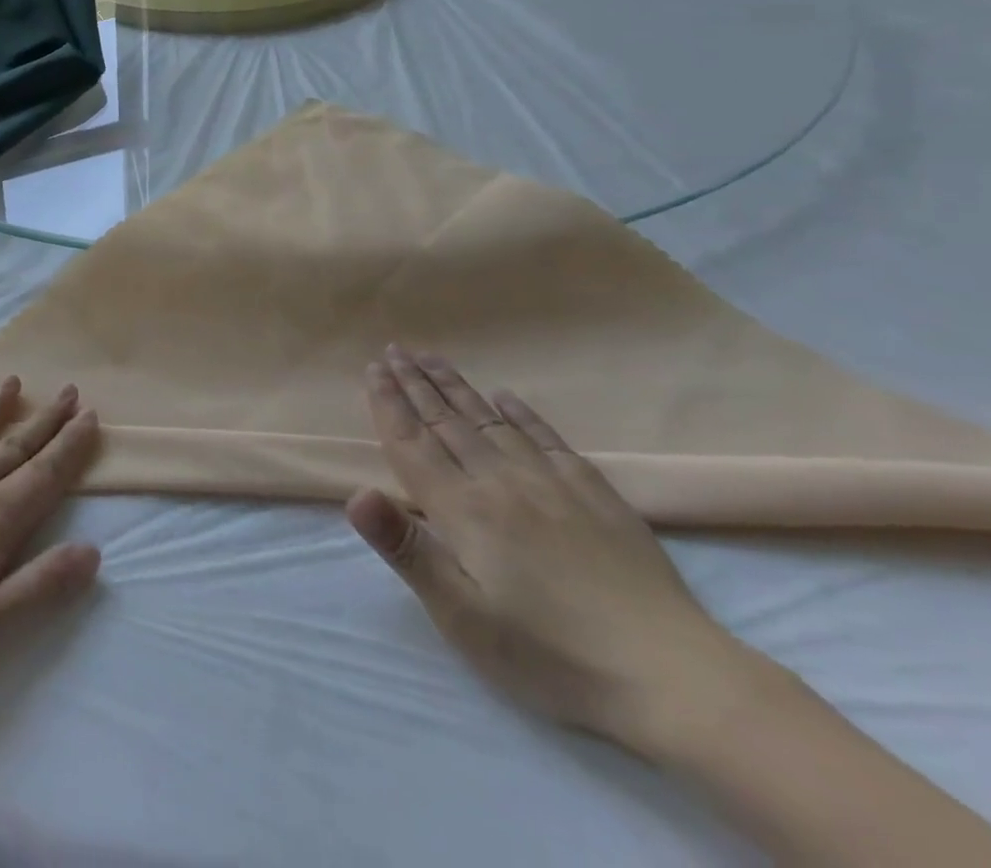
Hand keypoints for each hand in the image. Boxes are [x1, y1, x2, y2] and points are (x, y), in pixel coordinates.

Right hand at [347, 346, 754, 748]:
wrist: (674, 679)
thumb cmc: (551, 656)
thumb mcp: (463, 617)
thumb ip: (406, 549)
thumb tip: (355, 493)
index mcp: (462, 510)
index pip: (412, 443)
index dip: (388, 404)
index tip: (372, 369)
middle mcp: (500, 482)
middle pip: (446, 421)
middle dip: (414, 383)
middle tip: (393, 349)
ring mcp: (551, 484)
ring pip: (490, 421)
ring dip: (456, 387)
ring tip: (432, 358)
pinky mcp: (595, 496)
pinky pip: (548, 439)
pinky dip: (522, 414)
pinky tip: (507, 397)